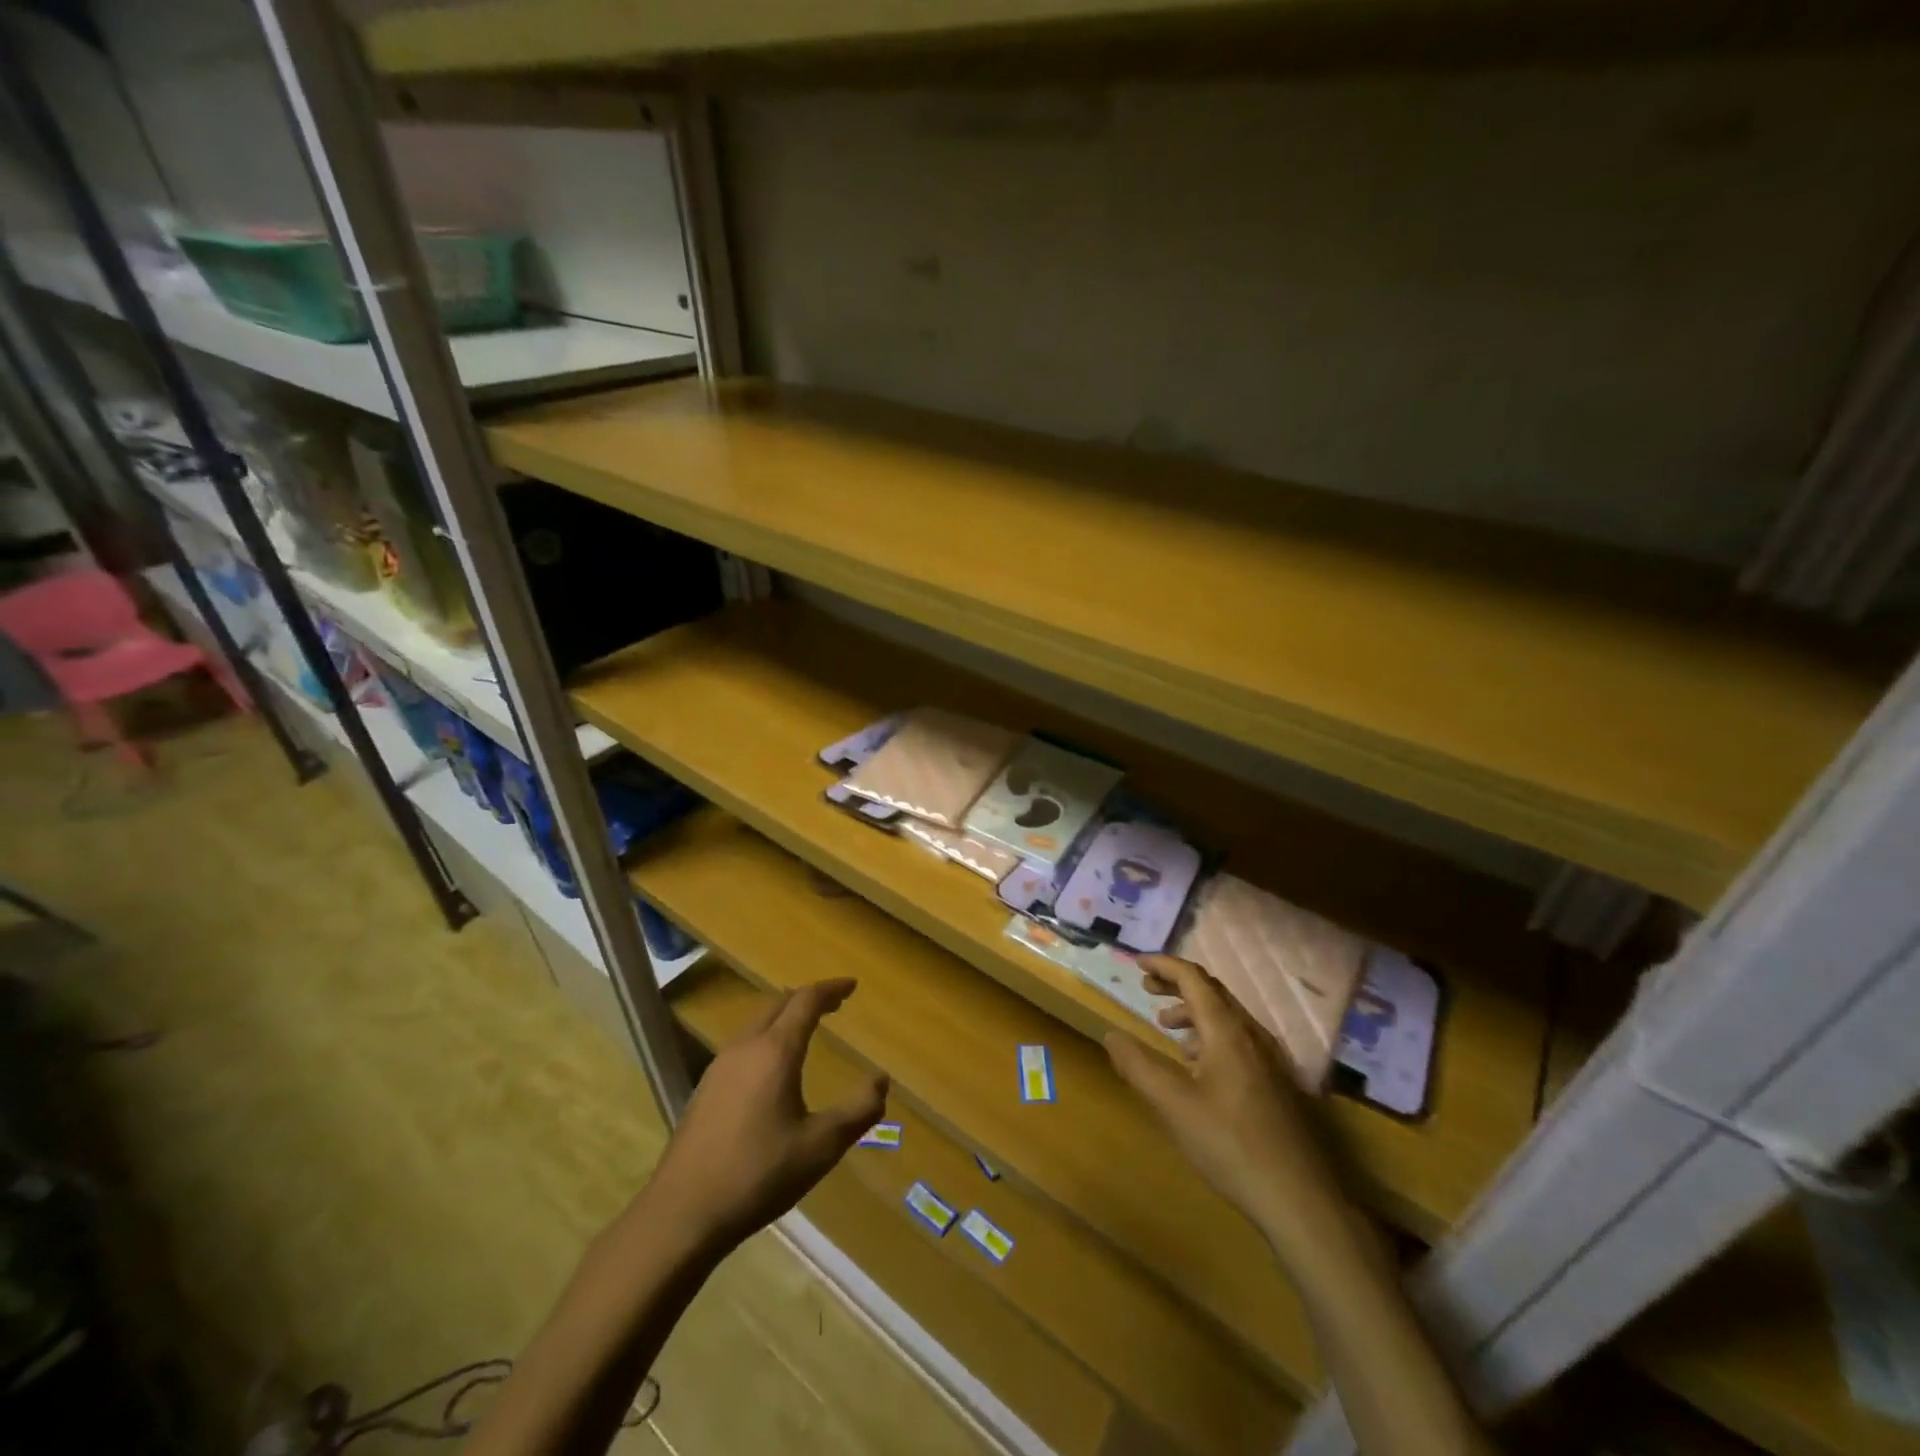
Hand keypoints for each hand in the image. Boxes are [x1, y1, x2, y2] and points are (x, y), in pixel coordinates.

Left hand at [646, 979, 887, 1255]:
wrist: (681, 1214)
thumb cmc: (758, 1175)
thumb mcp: (821, 1147)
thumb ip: (859, 1110)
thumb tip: (881, 1080)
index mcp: (775, 1051)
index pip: (806, 1001)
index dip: (831, 989)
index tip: (852, 986)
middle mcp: (745, 1047)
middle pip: (779, 1004)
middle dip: (808, 999)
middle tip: (834, 1005)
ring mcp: (719, 1067)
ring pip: (757, 1024)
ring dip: (784, 1018)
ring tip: (805, 1031)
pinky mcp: (704, 1089)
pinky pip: (742, 1046)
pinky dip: (766, 1039)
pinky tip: (770, 1070)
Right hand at [1105, 955, 1344, 1252]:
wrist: (1300, 1199)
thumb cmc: (1230, 1144)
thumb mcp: (1173, 1104)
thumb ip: (1138, 1065)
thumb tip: (1111, 1035)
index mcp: (1227, 1030)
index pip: (1193, 978)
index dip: (1163, 965)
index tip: (1136, 963)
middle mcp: (1252, 1034)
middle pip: (1212, 991)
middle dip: (1176, 984)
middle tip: (1146, 989)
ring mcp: (1270, 1059)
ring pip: (1227, 1016)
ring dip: (1193, 1011)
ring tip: (1166, 1027)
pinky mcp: (1276, 1083)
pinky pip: (1238, 1039)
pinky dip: (1210, 1034)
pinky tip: (1197, 1065)